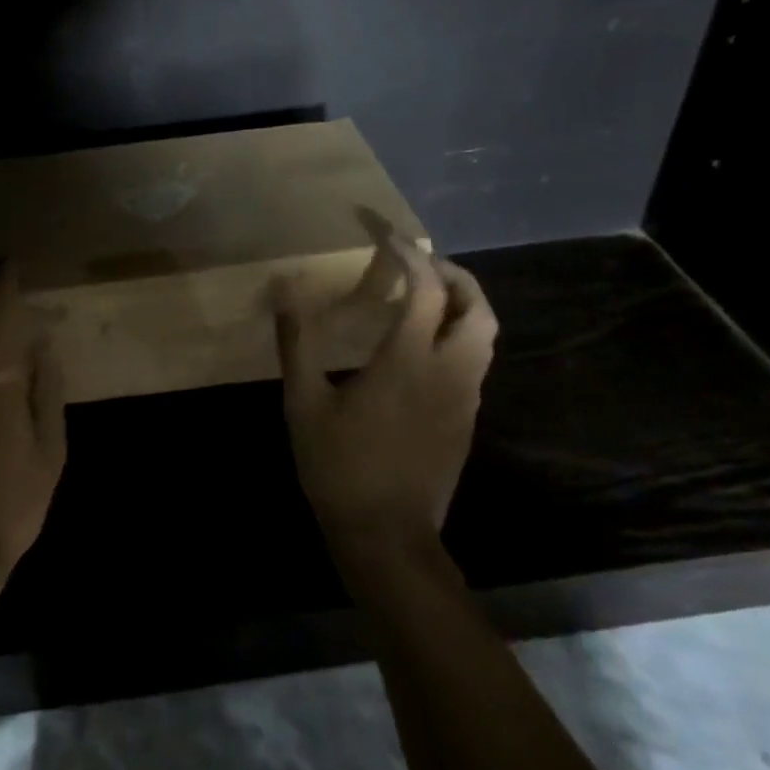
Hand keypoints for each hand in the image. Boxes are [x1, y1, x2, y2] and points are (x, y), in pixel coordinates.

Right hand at [275, 234, 497, 550]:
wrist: (387, 537)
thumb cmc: (340, 467)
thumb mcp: (304, 403)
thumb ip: (298, 341)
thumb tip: (285, 288)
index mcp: (410, 360)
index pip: (425, 286)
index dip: (407, 252)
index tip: (383, 232)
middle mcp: (450, 371)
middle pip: (476, 305)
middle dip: (452, 272)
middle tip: (415, 263)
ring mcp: (465, 397)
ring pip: (483, 333)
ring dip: (460, 302)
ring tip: (420, 296)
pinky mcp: (466, 419)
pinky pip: (474, 359)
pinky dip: (457, 332)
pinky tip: (420, 345)